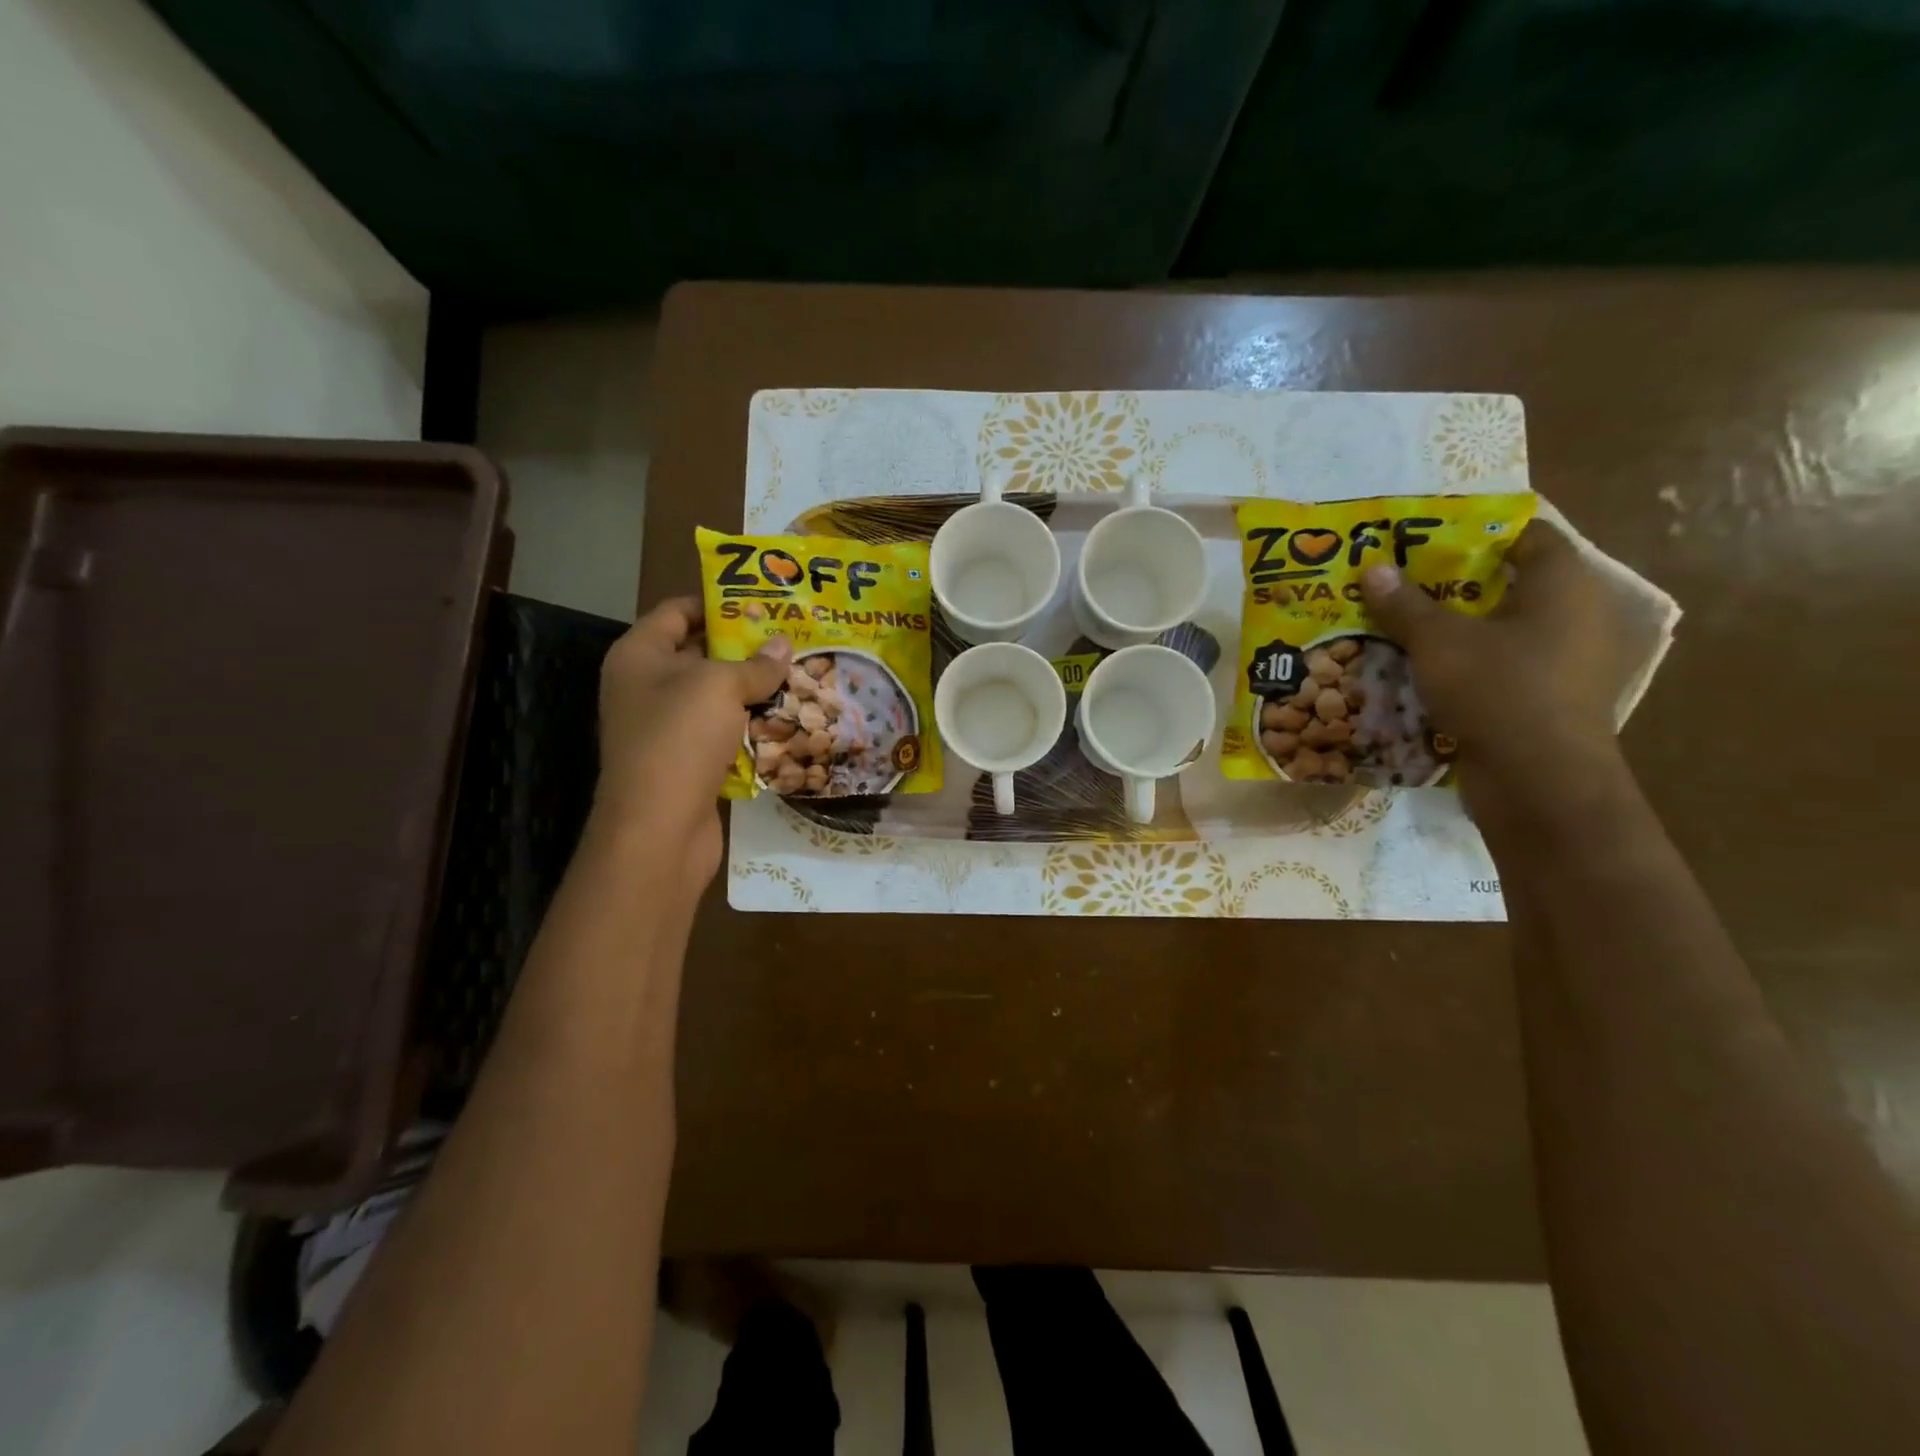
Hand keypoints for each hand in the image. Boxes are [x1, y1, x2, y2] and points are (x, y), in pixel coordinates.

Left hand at [592, 598, 791, 888]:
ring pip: (715, 697)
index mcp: (639, 655)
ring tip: (799, 675)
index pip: (677, 611)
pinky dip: (749, 726)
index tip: (762, 602)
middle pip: (699, 654)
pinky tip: (787, 720)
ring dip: (753, 690)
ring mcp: (664, 727)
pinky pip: (721, 732)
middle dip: (745, 648)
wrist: (659, 827)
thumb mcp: (721, 687)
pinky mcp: (685, 761)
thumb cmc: (680, 738)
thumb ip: (756, 664)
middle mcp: (645, 686)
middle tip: (792, 639)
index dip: (717, 602)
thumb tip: (785, 646)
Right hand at [1359, 519, 1632, 790]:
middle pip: (1512, 584)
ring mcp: (1570, 661)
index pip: (1527, 536)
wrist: (1539, 780)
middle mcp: (1577, 615)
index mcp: (1562, 585)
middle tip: (1405, 583)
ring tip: (1408, 627)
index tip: (1428, 541)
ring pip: (1507, 629)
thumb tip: (1373, 567)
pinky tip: (1431, 671)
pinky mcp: (1554, 698)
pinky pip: (1507, 666)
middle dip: (1457, 583)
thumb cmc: (1496, 691)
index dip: (1478, 533)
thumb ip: (1404, 604)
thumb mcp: (1437, 642)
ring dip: (1461, 627)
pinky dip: (1473, 663)